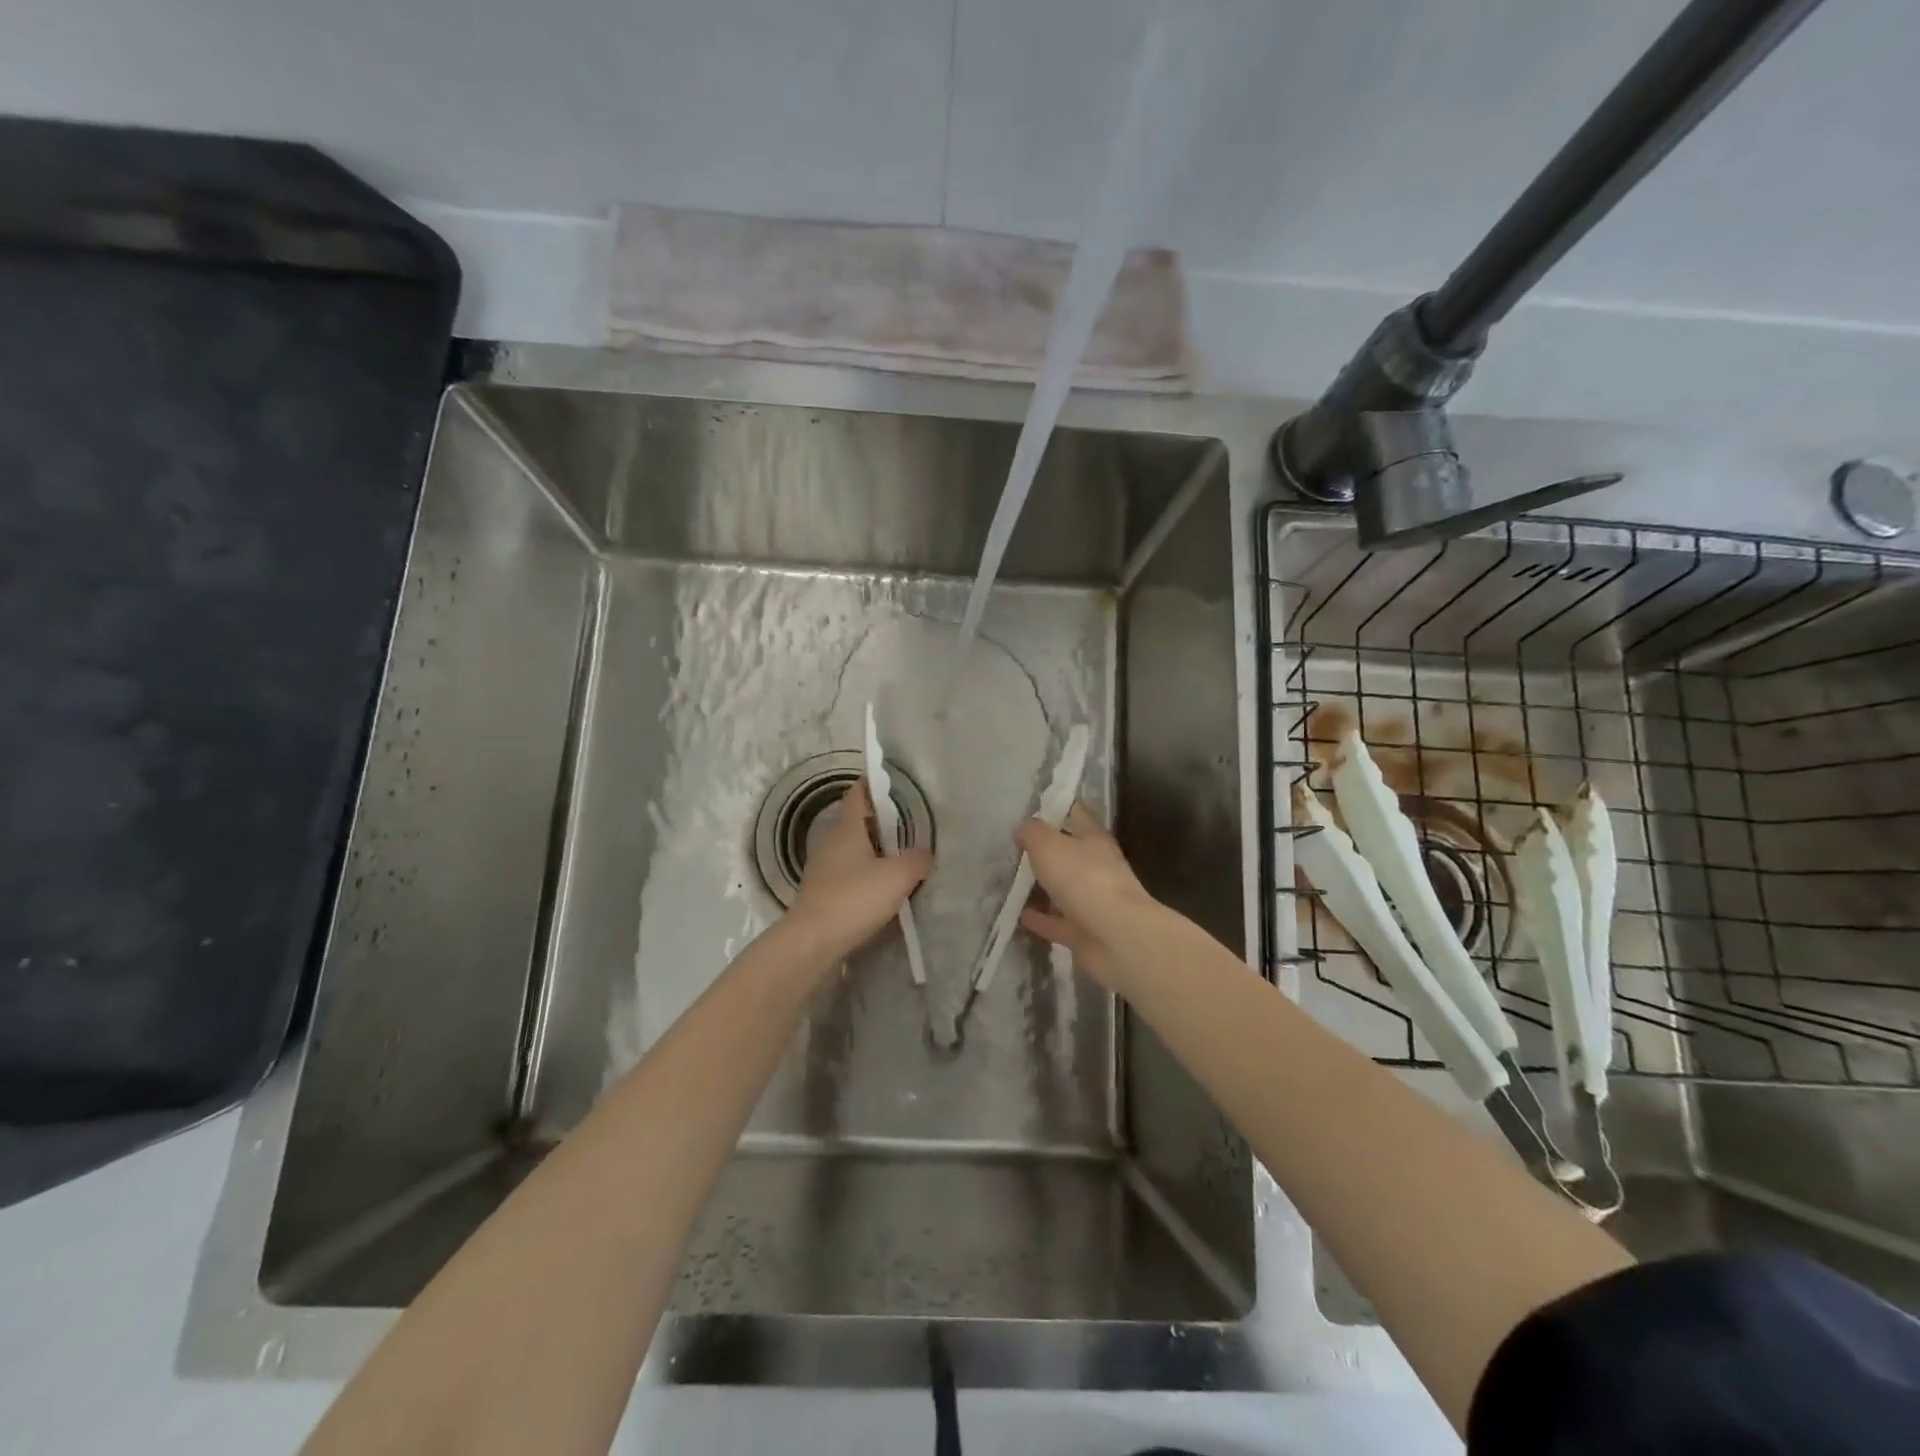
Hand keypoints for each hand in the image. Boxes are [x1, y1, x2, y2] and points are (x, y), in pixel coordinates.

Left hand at [788, 780, 932, 961]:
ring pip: (852, 851)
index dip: (873, 785)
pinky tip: (883, 891)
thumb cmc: (854, 899)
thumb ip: (916, 860)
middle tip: (909, 827)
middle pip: (857, 823)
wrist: (813, 942)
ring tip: (901, 860)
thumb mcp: (897, 876)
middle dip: (881, 823)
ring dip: (873, 852)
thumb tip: (924, 854)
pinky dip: (865, 876)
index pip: (858, 795)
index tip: (892, 783)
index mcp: (847, 829)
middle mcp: (830, 842)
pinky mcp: (821, 894)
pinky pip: (848, 875)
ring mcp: (822, 869)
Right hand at [1016, 802, 1158, 989]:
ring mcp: (1095, 902)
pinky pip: (1060, 922)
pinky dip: (1043, 919)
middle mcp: (1098, 867)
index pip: (1077, 813)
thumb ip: (1033, 833)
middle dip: (1049, 849)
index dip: (1059, 806)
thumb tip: (1023, 828)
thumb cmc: (1084, 880)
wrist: (1117, 938)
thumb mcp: (1049, 845)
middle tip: (1019, 846)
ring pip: (1066, 889)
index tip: (1036, 805)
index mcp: (1094, 839)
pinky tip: (1021, 916)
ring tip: (1016, 881)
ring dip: (1046, 886)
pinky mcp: (1087, 932)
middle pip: (1072, 853)